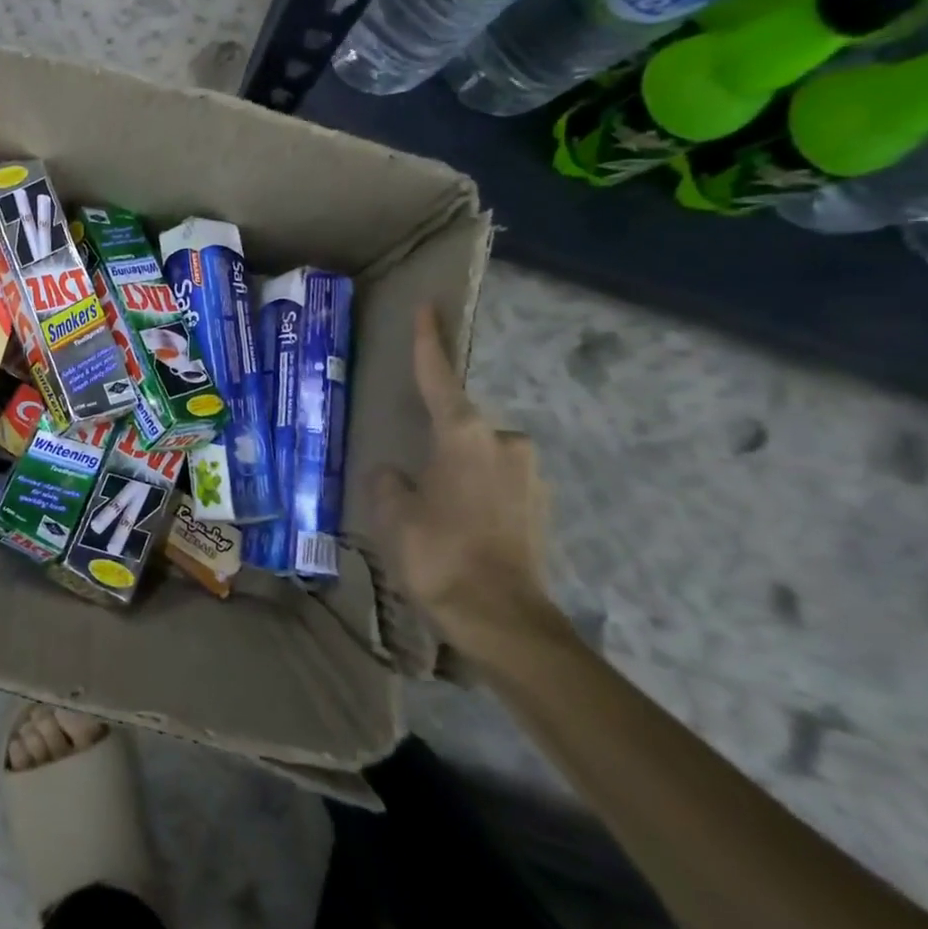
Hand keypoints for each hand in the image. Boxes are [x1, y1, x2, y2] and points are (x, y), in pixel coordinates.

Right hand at [370, 305, 560, 666]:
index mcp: (464, 435)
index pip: (438, 376)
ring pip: (478, 457)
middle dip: (437, 441)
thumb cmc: (440, 555)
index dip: (428, 341)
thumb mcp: (392, 514)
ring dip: (455, 471)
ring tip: (432, 508)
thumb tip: (394, 474)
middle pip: (460, 425)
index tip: (428, 307)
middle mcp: (503, 444)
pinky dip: (474, 494)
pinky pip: (495, 484)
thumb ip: (388, 482)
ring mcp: (529, 476)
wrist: (505, 621)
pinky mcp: (539, 506)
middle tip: (412, 472)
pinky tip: (457, 526)